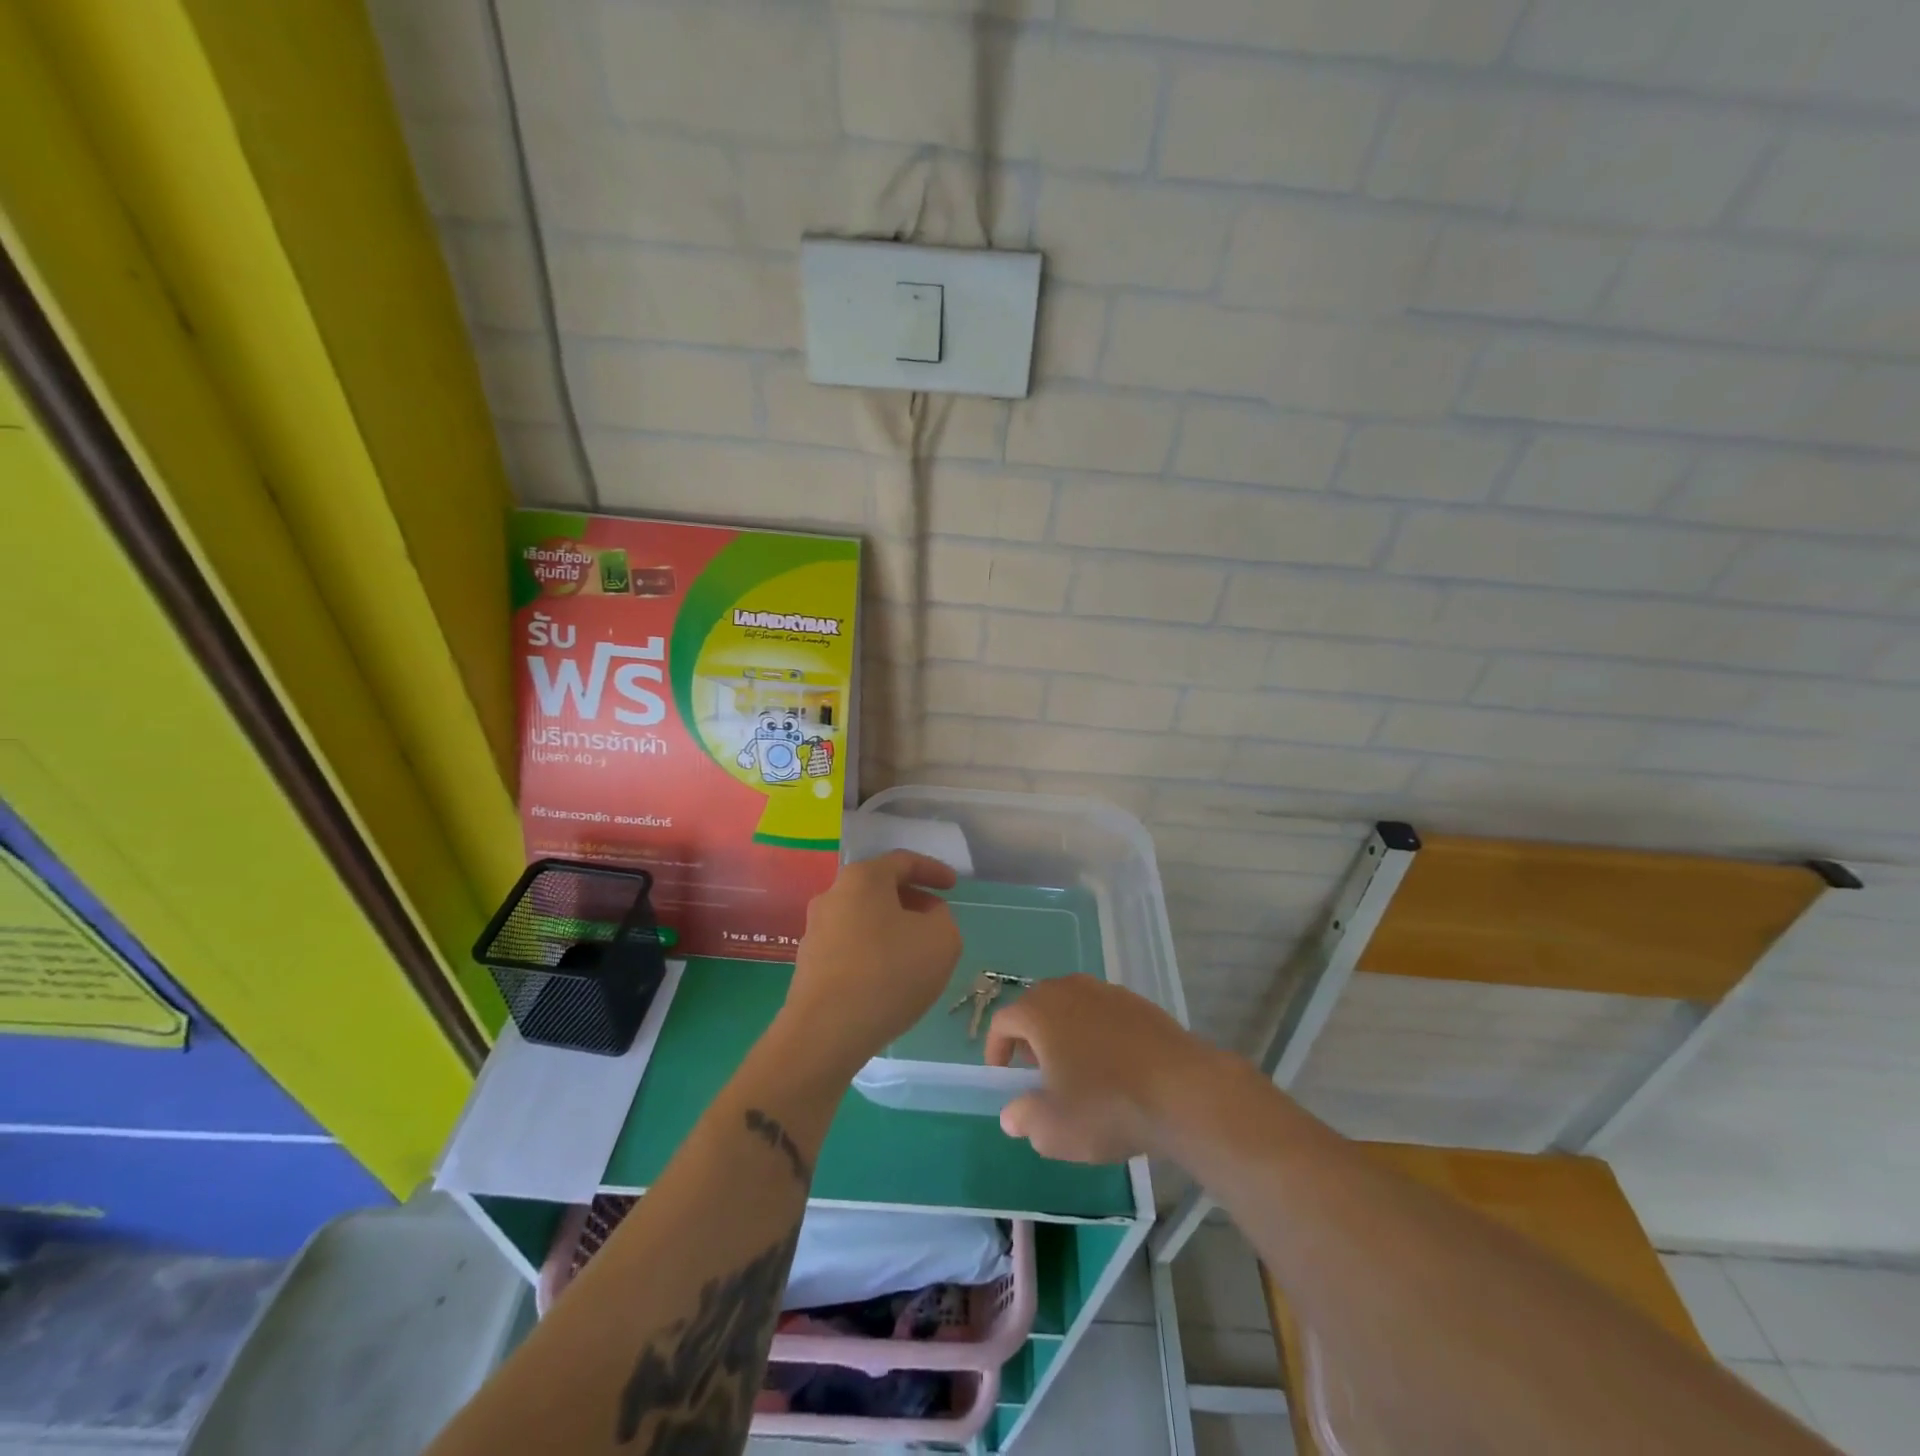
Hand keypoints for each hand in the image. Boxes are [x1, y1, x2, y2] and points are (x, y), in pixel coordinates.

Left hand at [777, 851, 961, 1078]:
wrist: (825, 1032)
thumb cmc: (889, 973)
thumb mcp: (942, 940)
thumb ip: (943, 918)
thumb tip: (926, 918)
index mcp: (863, 878)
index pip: (903, 861)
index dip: (933, 870)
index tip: (953, 887)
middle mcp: (833, 895)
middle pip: (880, 888)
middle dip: (912, 900)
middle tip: (936, 919)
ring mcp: (815, 930)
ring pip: (864, 918)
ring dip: (892, 928)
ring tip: (916, 952)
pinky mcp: (808, 963)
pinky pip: (850, 945)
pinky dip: (874, 951)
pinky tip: (889, 977)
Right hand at [985, 976, 1223, 1162]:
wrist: (1184, 1092)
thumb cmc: (1106, 1106)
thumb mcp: (1053, 1129)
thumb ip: (1024, 1118)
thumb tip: (1013, 1114)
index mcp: (1041, 1011)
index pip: (1004, 1020)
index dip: (996, 1049)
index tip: (1002, 1077)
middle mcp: (1070, 989)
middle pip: (1038, 1006)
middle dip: (1031, 1038)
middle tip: (1037, 1074)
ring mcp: (1108, 992)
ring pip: (1073, 1007)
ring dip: (1065, 1033)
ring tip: (1076, 1071)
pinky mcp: (1140, 1004)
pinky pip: (1104, 1014)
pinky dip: (1098, 1034)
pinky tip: (1114, 1068)